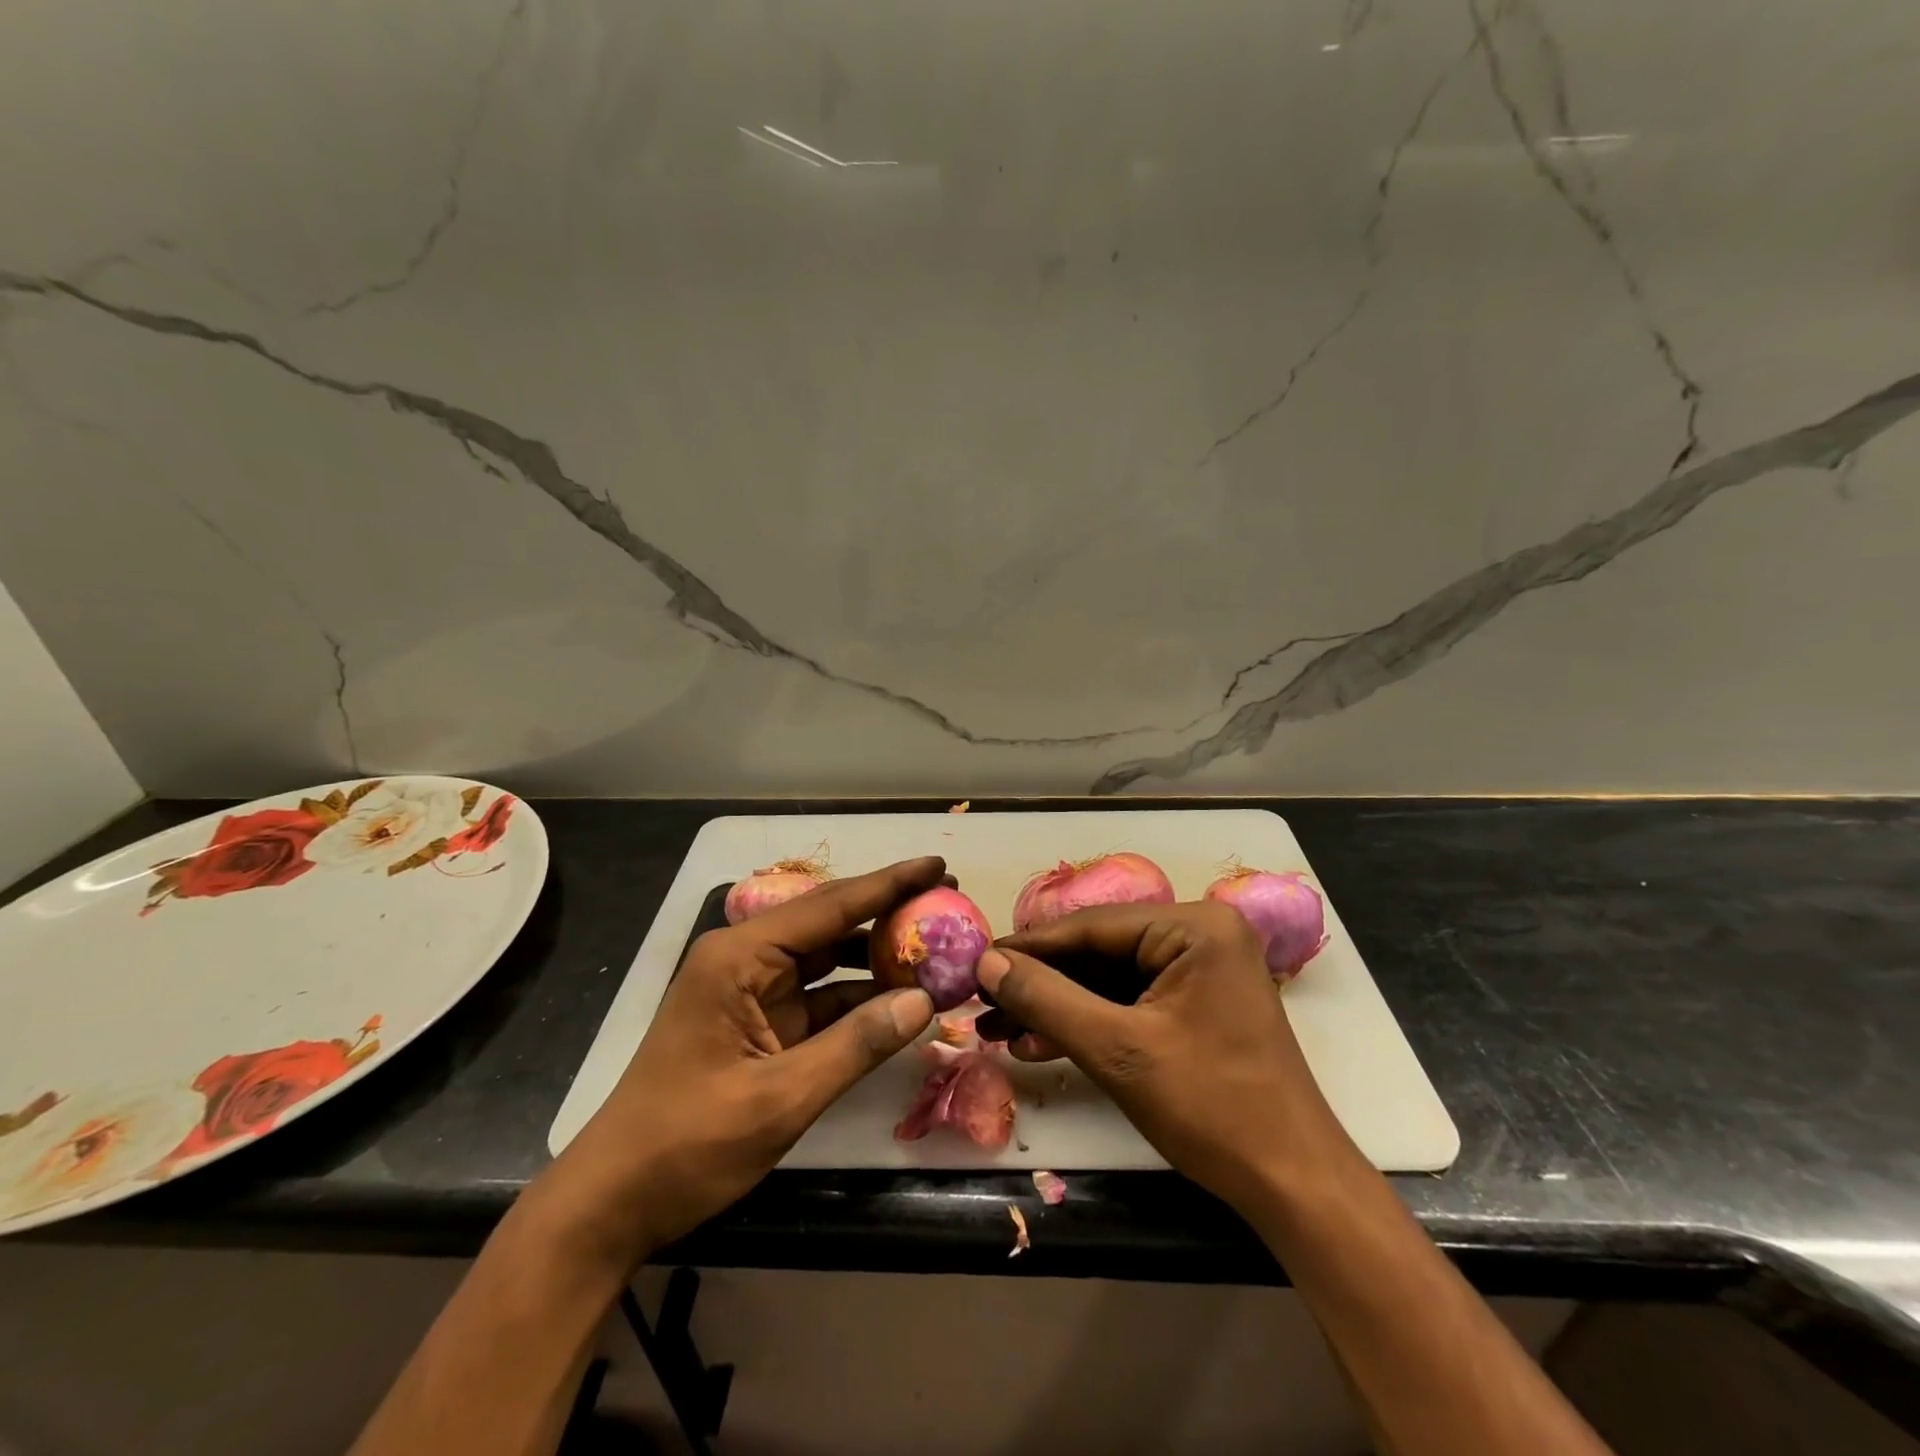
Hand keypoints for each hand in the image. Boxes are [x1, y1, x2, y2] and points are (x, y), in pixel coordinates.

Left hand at [536, 857, 943, 1272]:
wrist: (613, 1204)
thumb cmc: (687, 1144)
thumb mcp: (780, 1098)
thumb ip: (855, 1045)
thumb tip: (924, 1002)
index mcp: (740, 957)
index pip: (830, 907)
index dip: (889, 885)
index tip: (937, 864)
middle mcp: (746, 959)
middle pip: (830, 924)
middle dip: (888, 913)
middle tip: (947, 901)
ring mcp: (752, 992)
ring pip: (827, 960)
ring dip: (877, 957)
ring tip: (935, 945)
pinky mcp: (759, 1024)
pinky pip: (819, 998)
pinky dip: (859, 998)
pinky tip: (901, 999)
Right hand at [980, 901, 1359, 1212]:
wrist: (1292, 1186)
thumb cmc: (1211, 1107)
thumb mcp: (1118, 1051)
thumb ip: (1047, 1000)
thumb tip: (987, 963)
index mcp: (1194, 927)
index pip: (1092, 926)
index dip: (1029, 947)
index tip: (977, 962)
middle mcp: (1199, 935)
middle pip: (1099, 950)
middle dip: (1041, 983)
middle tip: (983, 1003)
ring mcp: (1200, 969)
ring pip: (1109, 978)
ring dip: (1057, 1006)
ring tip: (998, 1029)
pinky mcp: (1196, 1003)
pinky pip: (1130, 1000)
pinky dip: (1088, 1022)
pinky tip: (1040, 1041)